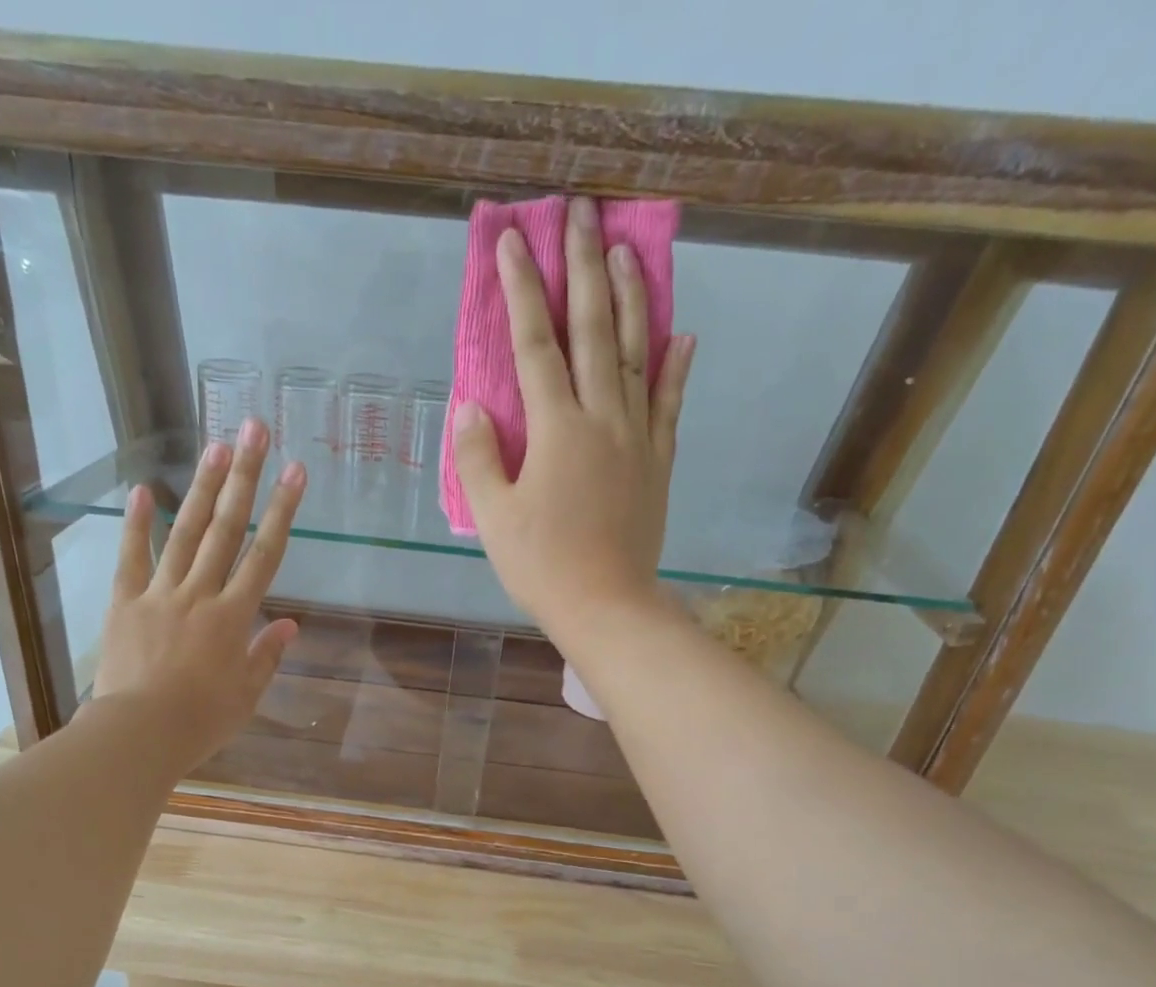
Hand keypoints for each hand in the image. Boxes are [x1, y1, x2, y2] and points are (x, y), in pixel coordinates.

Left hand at [91, 418, 303, 767]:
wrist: (138, 734)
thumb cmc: (200, 722)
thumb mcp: (246, 695)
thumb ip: (267, 655)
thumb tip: (289, 625)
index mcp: (234, 617)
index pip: (265, 555)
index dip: (283, 511)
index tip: (296, 472)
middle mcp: (200, 594)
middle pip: (226, 528)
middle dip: (244, 477)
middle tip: (254, 431)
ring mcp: (159, 594)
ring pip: (185, 533)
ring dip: (201, 487)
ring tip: (215, 444)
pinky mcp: (124, 603)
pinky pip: (131, 558)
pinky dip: (136, 524)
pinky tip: (143, 489)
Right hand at [451, 195, 694, 633]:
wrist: (607, 605)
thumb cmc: (542, 566)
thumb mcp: (494, 517)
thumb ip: (480, 458)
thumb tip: (471, 406)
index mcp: (557, 429)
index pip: (535, 345)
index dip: (522, 290)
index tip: (514, 240)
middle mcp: (602, 418)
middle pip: (593, 330)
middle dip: (584, 268)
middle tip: (582, 212)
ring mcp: (638, 437)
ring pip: (637, 354)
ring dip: (631, 298)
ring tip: (626, 250)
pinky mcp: (658, 462)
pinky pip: (669, 404)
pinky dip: (676, 368)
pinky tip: (683, 336)